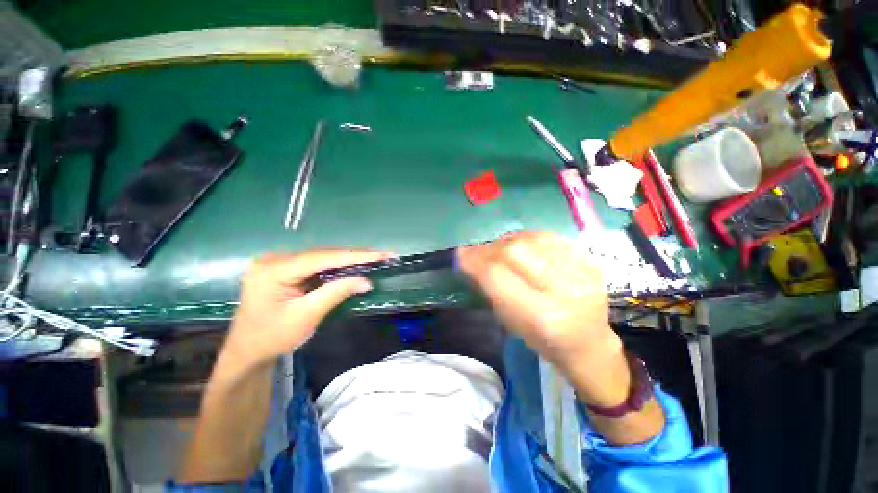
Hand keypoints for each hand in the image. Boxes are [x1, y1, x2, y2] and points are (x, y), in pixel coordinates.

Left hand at [221, 250, 389, 372]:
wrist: (247, 352)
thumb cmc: (272, 338)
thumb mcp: (306, 316)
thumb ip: (335, 293)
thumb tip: (365, 280)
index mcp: (274, 270)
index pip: (323, 258)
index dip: (355, 256)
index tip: (380, 254)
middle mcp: (274, 259)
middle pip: (322, 255)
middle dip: (353, 257)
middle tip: (380, 256)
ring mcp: (278, 263)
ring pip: (320, 258)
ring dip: (346, 261)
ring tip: (371, 260)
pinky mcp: (283, 269)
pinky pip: (315, 265)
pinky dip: (335, 267)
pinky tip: (351, 267)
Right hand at [458, 231, 627, 406]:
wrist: (589, 343)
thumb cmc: (544, 341)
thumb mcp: (511, 322)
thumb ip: (491, 288)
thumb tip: (471, 259)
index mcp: (542, 316)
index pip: (498, 276)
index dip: (475, 261)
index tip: (460, 255)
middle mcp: (564, 291)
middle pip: (516, 251)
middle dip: (489, 248)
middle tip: (478, 251)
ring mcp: (581, 272)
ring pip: (532, 239)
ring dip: (507, 240)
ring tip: (497, 248)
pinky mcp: (589, 260)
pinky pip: (549, 236)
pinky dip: (527, 237)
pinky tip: (519, 244)